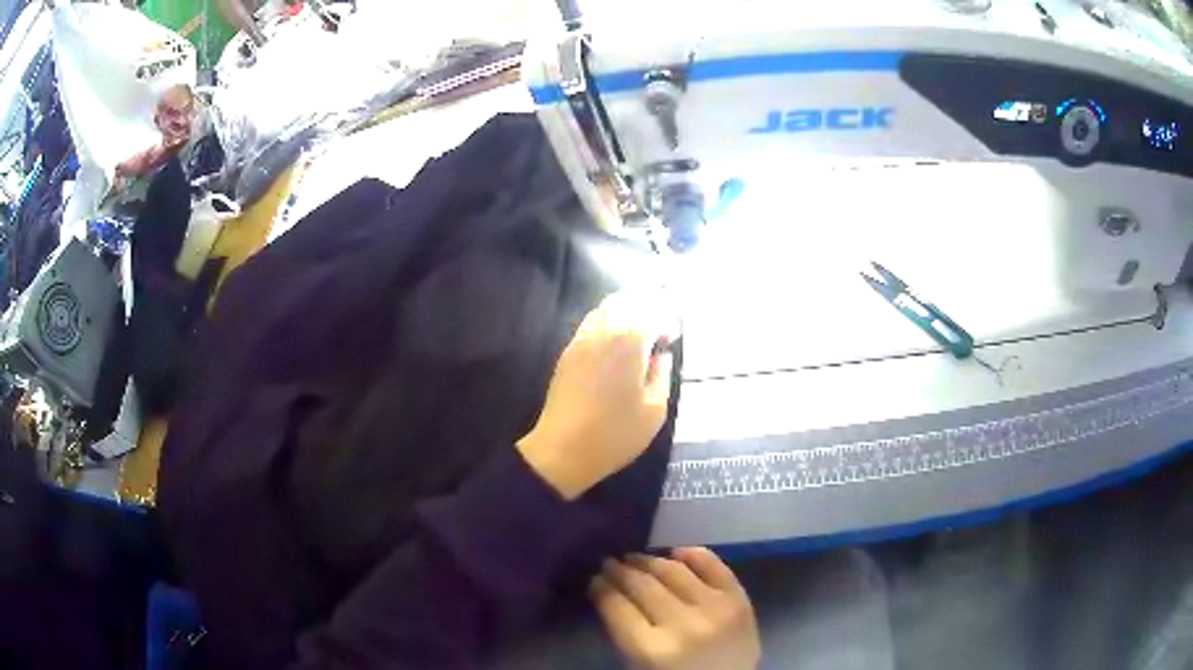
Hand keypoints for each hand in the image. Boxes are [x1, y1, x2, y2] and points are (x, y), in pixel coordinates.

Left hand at [517, 290, 675, 499]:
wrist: (562, 450)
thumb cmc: (615, 434)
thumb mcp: (654, 410)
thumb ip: (662, 375)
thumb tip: (660, 356)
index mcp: (629, 341)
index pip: (653, 312)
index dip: (667, 321)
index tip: (673, 338)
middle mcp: (604, 331)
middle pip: (627, 300)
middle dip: (647, 307)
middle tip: (659, 328)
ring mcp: (582, 339)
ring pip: (606, 308)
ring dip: (627, 312)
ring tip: (640, 333)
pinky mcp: (568, 352)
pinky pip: (591, 323)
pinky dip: (608, 322)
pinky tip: (616, 344)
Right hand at [592, 548, 760, 669]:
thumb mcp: (640, 665)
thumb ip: (625, 633)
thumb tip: (609, 594)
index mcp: (652, 649)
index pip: (617, 606)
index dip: (601, 588)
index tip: (595, 579)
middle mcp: (683, 624)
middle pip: (643, 585)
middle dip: (620, 571)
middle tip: (609, 563)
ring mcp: (715, 609)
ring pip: (674, 571)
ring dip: (649, 560)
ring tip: (635, 558)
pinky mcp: (739, 600)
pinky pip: (714, 566)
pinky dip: (694, 554)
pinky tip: (676, 553)